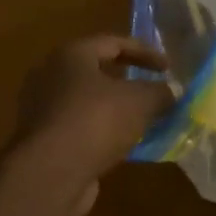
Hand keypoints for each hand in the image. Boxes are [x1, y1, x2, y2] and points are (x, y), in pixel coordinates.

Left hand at [15, 36, 171, 215]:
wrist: (52, 172)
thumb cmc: (96, 121)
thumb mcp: (140, 101)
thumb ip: (160, 92)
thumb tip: (171, 93)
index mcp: (71, 55)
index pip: (113, 43)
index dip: (145, 52)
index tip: (169, 68)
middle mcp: (51, 77)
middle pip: (97, 73)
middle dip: (129, 83)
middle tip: (154, 93)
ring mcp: (44, 111)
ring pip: (90, 104)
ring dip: (117, 112)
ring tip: (145, 122)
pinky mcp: (45, 142)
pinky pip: (82, 130)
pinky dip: (104, 134)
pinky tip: (126, 147)